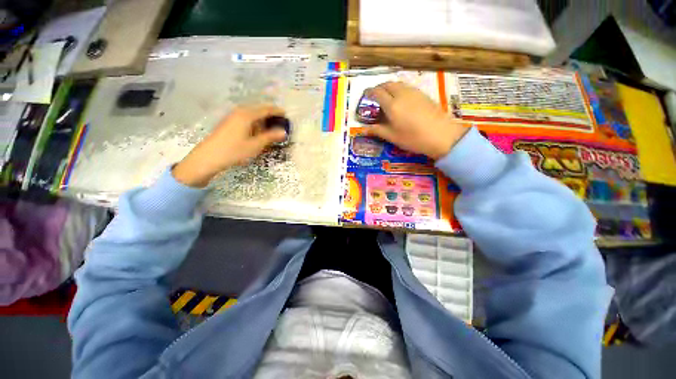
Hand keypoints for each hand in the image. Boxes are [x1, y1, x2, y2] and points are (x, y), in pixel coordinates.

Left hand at [173, 105, 287, 186]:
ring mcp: (232, 117)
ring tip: (270, 128)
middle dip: (270, 115)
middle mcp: (239, 112)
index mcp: (247, 115)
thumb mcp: (255, 145)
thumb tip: (284, 132)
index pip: (265, 109)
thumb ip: (270, 137)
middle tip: (280, 122)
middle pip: (258, 110)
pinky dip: (254, 123)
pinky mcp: (228, 123)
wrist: (208, 157)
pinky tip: (256, 132)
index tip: (286, 114)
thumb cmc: (234, 151)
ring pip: (251, 115)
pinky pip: (245, 119)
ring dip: (262, 120)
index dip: (277, 111)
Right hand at [365, 82, 468, 159]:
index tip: (365, 95)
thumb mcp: (392, 137)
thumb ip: (377, 130)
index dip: (369, 92)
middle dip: (379, 88)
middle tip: (375, 96)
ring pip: (398, 84)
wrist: (441, 135)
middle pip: (387, 84)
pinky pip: (407, 87)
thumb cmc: (413, 138)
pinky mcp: (423, 94)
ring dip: (389, 87)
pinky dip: (399, 89)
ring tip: (387, 97)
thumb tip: (364, 129)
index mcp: (392, 105)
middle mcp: (401, 94)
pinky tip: (401, 100)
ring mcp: (414, 92)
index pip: (377, 93)